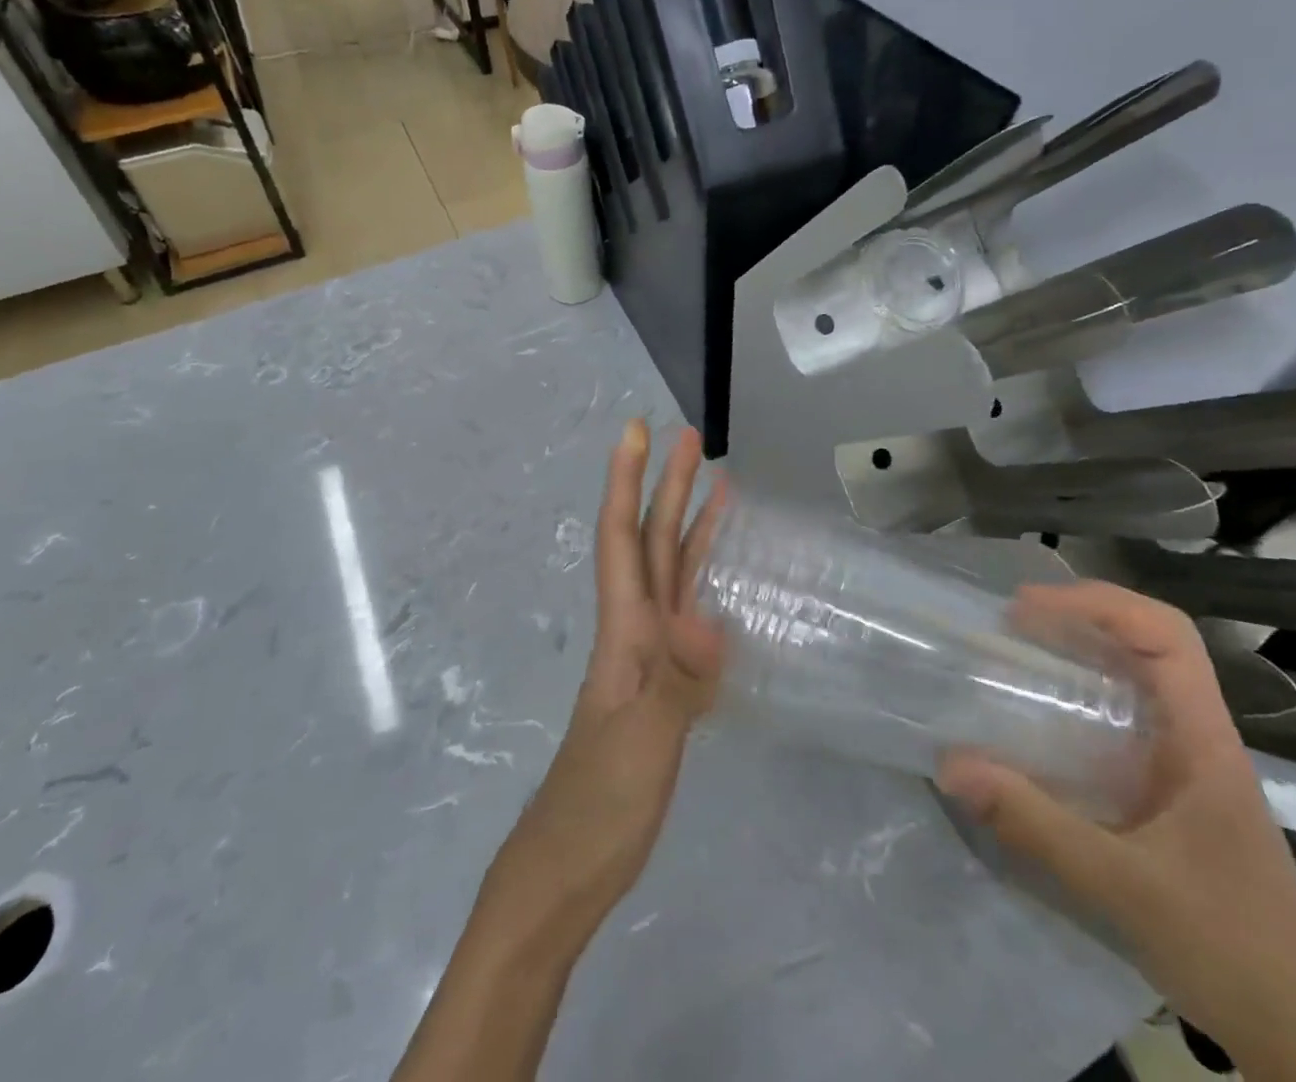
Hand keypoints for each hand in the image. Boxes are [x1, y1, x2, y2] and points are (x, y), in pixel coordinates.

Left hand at [483, 419, 725, 948]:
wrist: (574, 865)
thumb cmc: (601, 803)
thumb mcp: (642, 742)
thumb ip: (677, 680)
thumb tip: (709, 618)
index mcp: (623, 629)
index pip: (622, 538)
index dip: (627, 481)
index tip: (636, 430)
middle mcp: (634, 629)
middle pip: (650, 542)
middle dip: (665, 485)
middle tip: (690, 438)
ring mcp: (650, 657)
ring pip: (670, 573)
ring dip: (688, 524)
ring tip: (717, 485)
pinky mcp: (667, 685)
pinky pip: (689, 616)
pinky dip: (704, 583)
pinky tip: (721, 576)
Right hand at [937, 582, 1295, 1081]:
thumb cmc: (1229, 947)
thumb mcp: (1123, 886)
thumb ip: (1035, 823)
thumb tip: (950, 764)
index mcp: (1204, 740)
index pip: (1167, 635)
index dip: (1099, 603)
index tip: (1031, 608)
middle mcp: (1198, 738)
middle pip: (1148, 644)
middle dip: (1080, 618)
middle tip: (1010, 624)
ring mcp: (1186, 766)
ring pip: (1135, 680)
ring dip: (1079, 655)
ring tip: (1015, 657)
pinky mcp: (1170, 794)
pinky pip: (1122, 722)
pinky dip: (1078, 701)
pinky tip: (1038, 725)